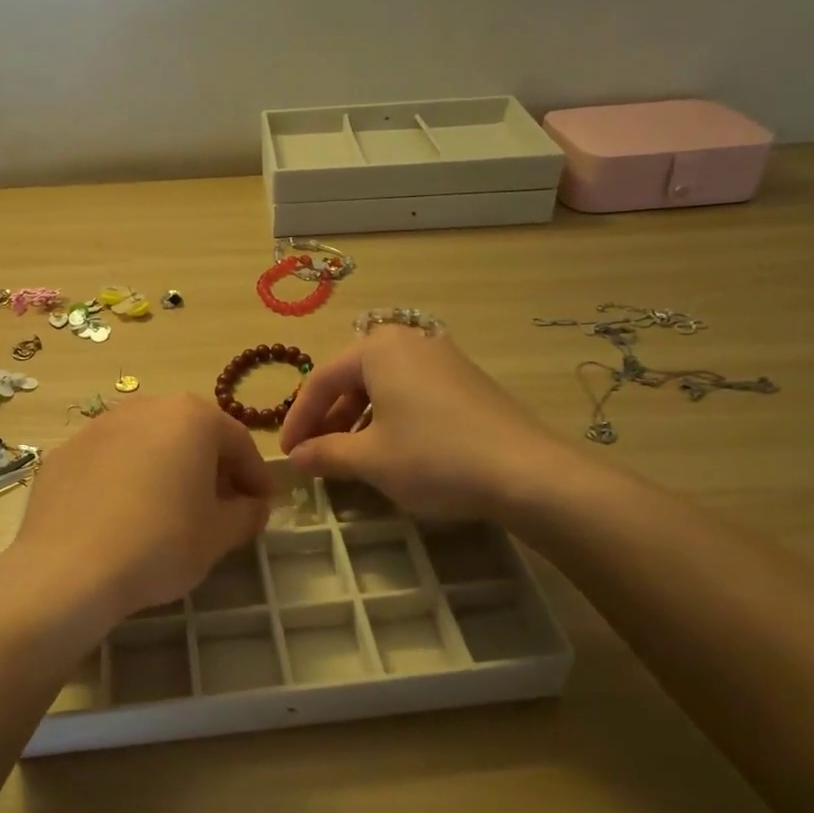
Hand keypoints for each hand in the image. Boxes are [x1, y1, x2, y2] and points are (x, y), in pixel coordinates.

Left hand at [10, 393, 272, 625]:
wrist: (68, 568)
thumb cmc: (159, 544)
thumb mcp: (218, 535)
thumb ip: (247, 514)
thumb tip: (252, 506)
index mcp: (192, 417)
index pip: (238, 442)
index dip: (255, 475)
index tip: (262, 505)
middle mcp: (145, 407)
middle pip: (191, 434)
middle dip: (210, 467)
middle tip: (219, 505)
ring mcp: (99, 426)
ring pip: (147, 443)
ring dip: (166, 468)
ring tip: (169, 509)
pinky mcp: (65, 451)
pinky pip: (109, 460)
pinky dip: (124, 478)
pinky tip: (122, 515)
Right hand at [280, 326, 583, 520]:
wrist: (526, 471)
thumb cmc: (433, 456)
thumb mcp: (369, 459)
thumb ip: (324, 453)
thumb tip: (295, 458)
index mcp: (378, 348)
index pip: (321, 380)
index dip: (298, 419)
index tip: (287, 454)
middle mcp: (409, 341)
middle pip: (352, 379)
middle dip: (328, 419)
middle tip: (315, 455)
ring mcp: (442, 358)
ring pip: (383, 387)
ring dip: (358, 421)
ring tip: (350, 457)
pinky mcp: (466, 381)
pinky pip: (412, 393)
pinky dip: (390, 419)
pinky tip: (392, 451)